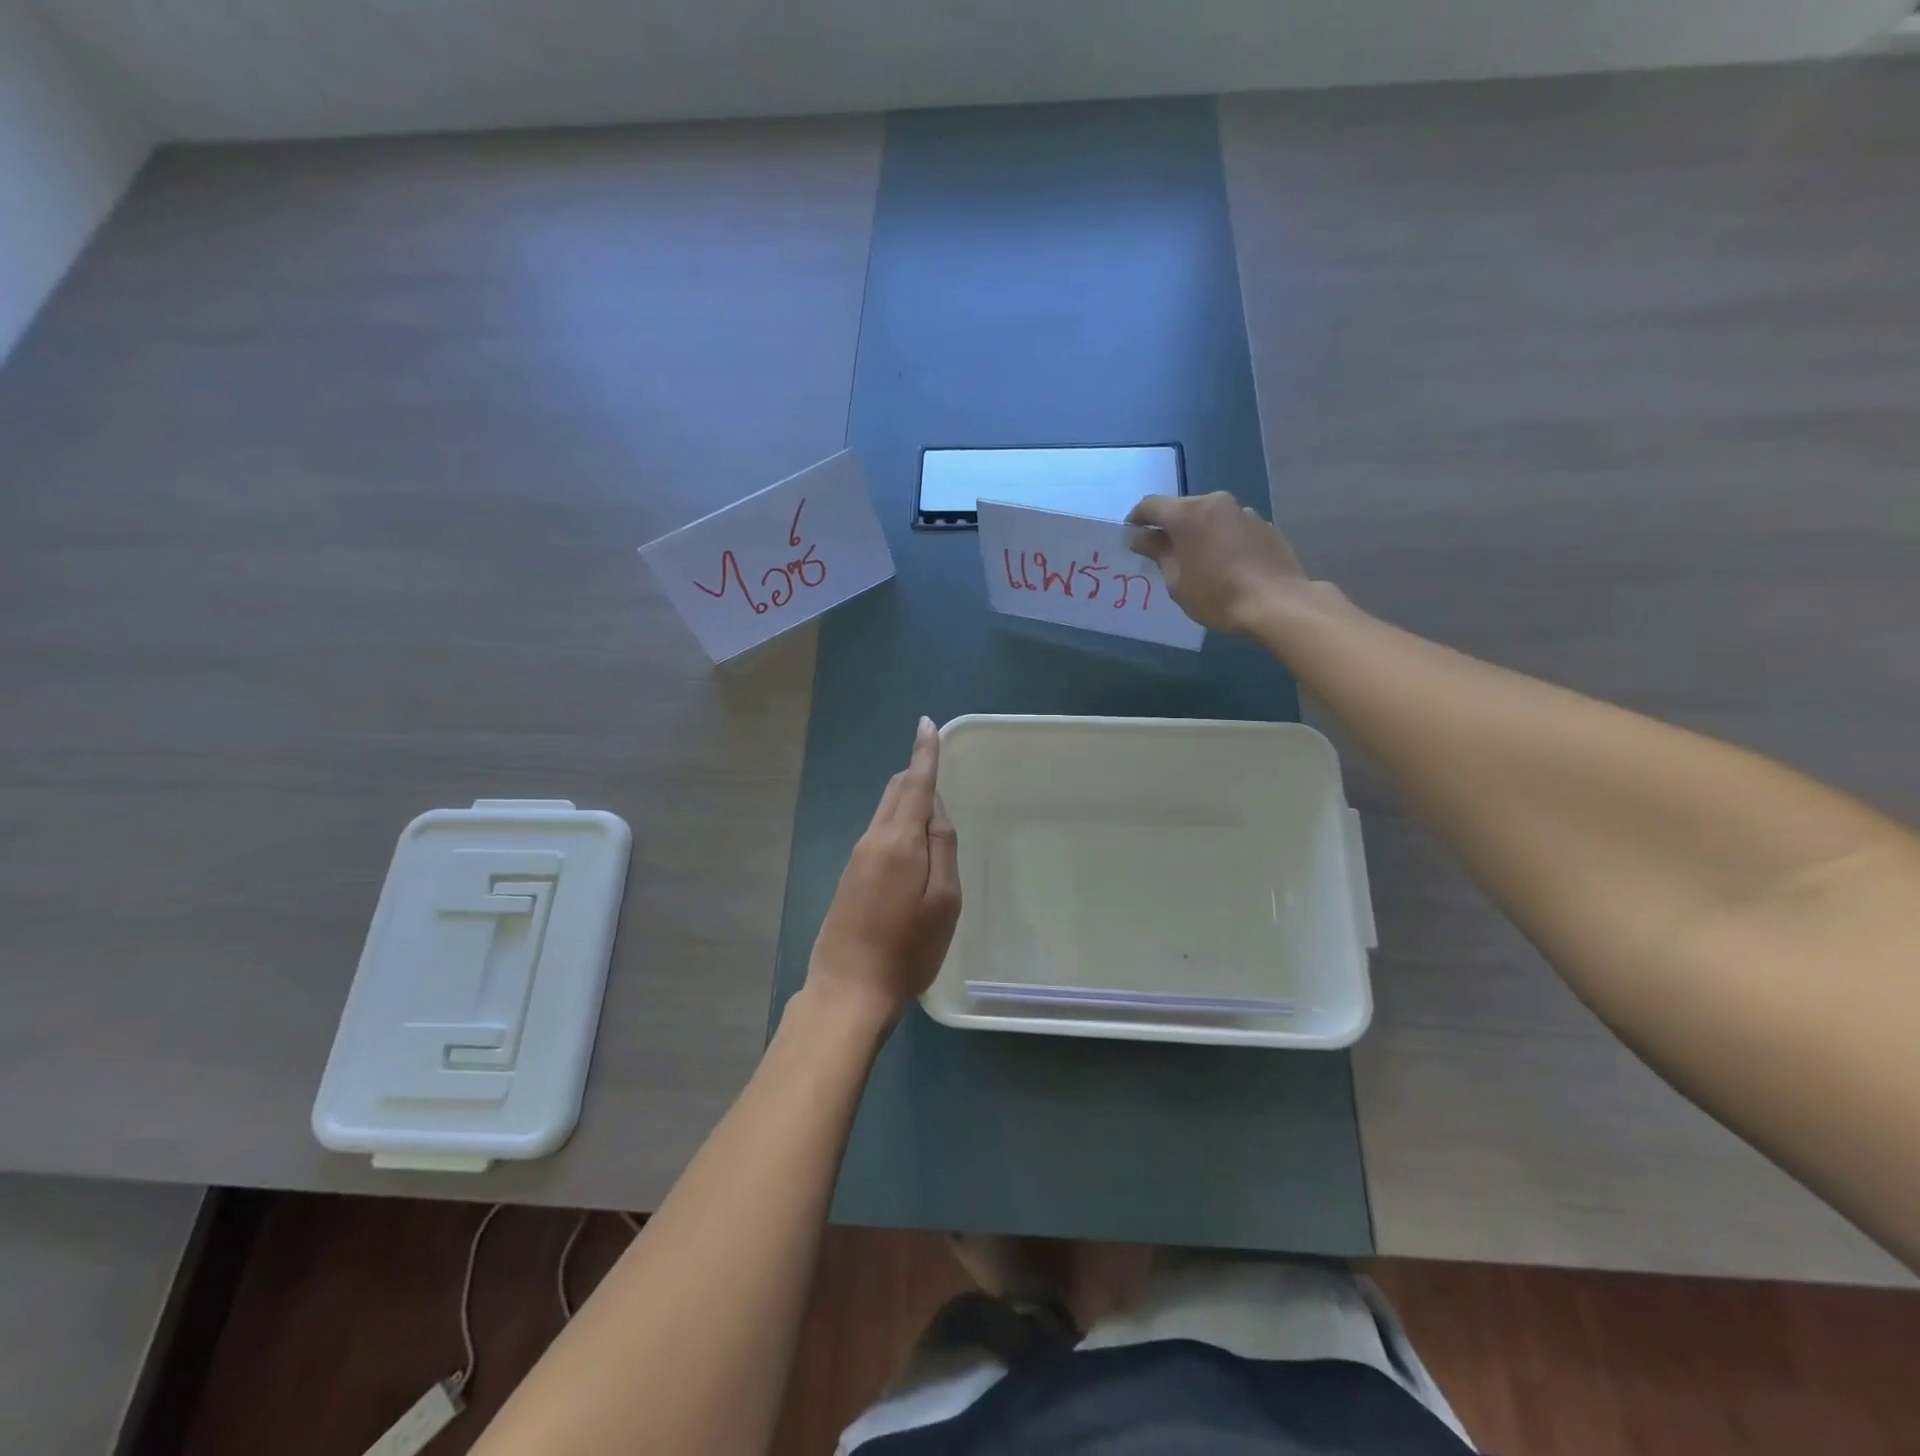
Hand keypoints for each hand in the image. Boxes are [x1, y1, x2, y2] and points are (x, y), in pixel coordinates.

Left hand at [807, 717, 960, 1029]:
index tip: (927, 724)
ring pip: (885, 814)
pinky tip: (911, 855)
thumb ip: (942, 848)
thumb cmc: (907, 950)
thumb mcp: (944, 901)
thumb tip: (935, 809)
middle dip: (916, 777)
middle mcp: (872, 840)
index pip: (915, 784)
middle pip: (895, 793)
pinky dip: (898, 828)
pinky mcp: (849, 877)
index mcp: (898, 841)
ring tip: (933, 824)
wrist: (848, 992)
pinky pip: (878, 836)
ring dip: (908, 805)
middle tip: (940, 777)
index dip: (925, 753)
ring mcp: (855, 859)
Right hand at [1126, 491, 1310, 633]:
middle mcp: (1215, 503)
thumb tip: (1141, 538)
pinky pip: (1231, 527)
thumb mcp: (1176, 580)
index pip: (1151, 505)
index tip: (1131, 538)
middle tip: (1162, 554)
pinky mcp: (1264, 525)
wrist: (1277, 603)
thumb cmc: (1217, 595)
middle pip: (1182, 508)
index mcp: (1188, 513)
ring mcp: (1243, 512)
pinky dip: (1221, 539)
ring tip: (1198, 562)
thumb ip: (1157, 553)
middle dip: (1169, 527)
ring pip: (1209, 517)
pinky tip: (1226, 565)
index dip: (1136, 520)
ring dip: (1197, 533)